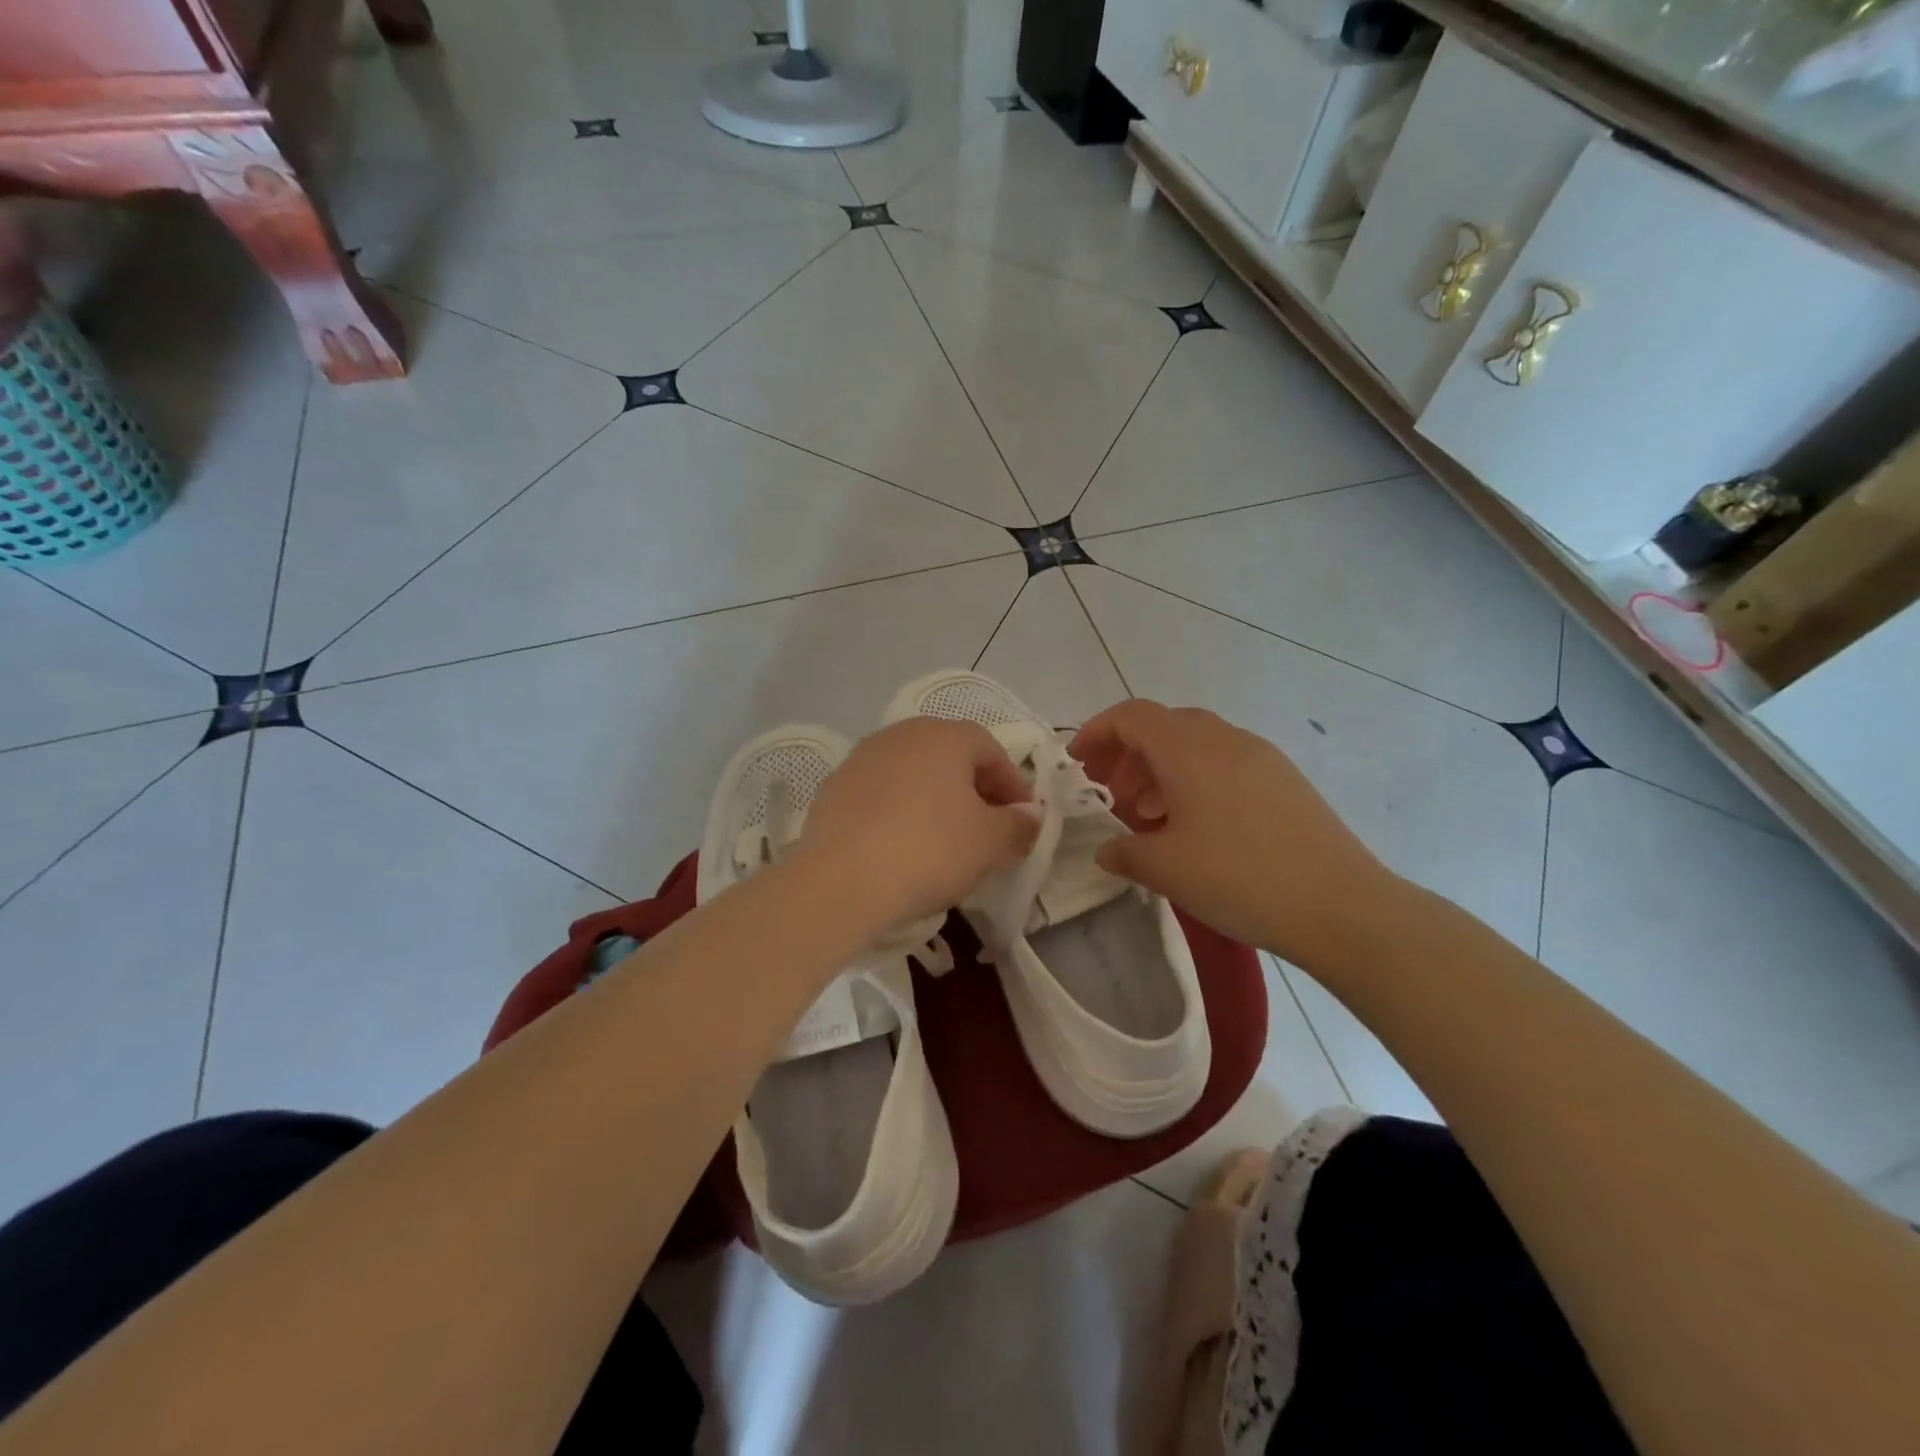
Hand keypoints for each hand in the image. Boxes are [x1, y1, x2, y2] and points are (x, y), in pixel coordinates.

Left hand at [797, 717, 1038, 934]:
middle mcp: (902, 734)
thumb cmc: (929, 850)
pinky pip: (881, 794)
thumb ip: (1018, 825)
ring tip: (945, 840)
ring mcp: (862, 758)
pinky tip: (901, 846)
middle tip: (987, 829)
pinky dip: (899, 812)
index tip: (1022, 821)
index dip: (1012, 785)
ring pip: (913, 774)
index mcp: (945, 736)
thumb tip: (1028, 817)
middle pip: (950, 757)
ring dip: (935, 800)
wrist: (840, 882)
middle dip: (974, 790)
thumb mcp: (990, 843)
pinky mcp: (834, 787)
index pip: (991, 750)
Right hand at [1070, 700, 1397, 967]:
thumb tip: (1107, 849)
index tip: (1077, 763)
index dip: (1097, 732)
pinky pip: (1224, 763)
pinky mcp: (1284, 780)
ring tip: (1147, 816)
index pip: (1132, 716)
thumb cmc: (1240, 879)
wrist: (1342, 906)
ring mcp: (1260, 757)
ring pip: (1195, 745)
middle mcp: (1225, 740)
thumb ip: (1124, 852)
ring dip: (1160, 770)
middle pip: (1163, 726)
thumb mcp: (1166, 869)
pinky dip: (1194, 780)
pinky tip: (1193, 826)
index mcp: (1189, 750)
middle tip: (1109, 795)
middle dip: (1127, 755)